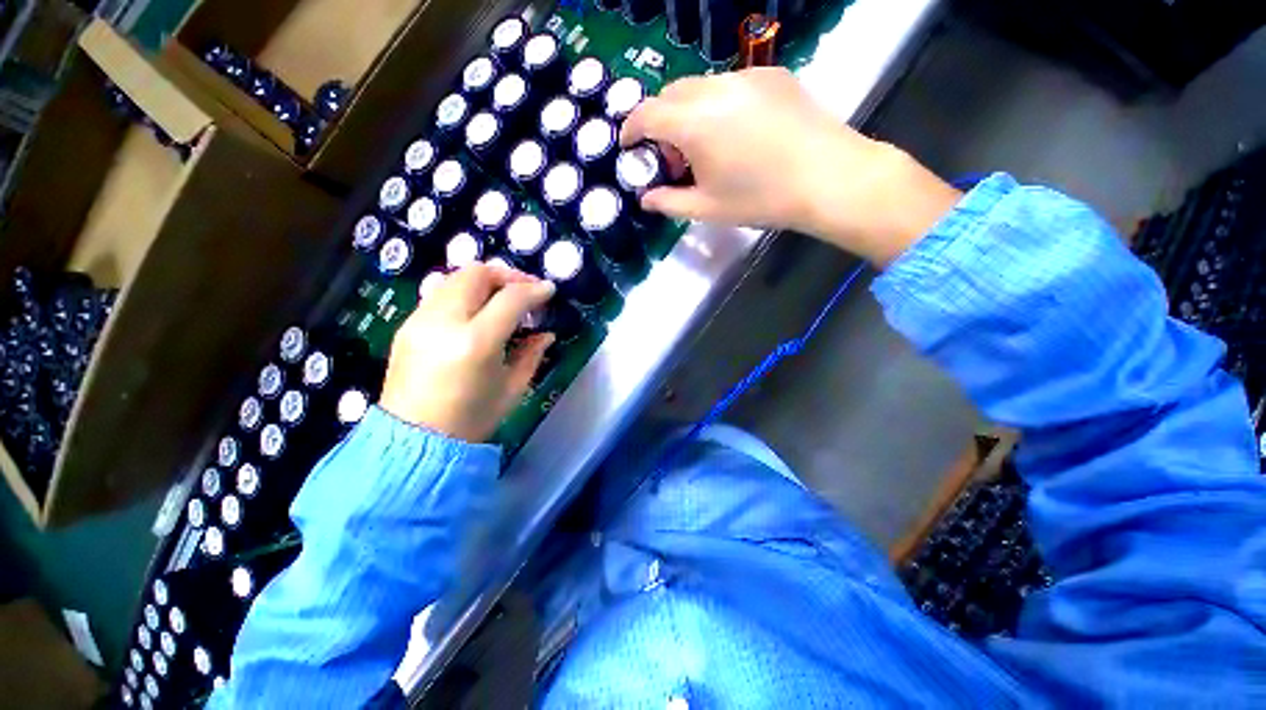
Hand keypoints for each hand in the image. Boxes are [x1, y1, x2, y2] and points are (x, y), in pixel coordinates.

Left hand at [379, 264, 554, 441]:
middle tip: (526, 289)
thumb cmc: (472, 419)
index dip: (535, 290)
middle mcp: (444, 322)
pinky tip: (477, 311)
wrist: (415, 440)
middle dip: (508, 274)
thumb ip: (532, 354)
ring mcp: (420, 320)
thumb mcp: (513, 388)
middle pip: (477, 274)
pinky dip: (464, 292)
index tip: (549, 290)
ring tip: (502, 297)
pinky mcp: (407, 325)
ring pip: (455, 277)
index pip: (510, 298)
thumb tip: (546, 334)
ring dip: (485, 280)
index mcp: (476, 343)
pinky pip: (439, 293)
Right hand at [621, 67, 961, 266]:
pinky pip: (730, 84)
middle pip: (670, 94)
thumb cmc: (761, 199)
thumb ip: (669, 202)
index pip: (646, 114)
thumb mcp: (707, 209)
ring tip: (704, 147)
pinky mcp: (772, 75)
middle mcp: (715, 87)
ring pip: (699, 86)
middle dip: (659, 121)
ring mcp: (746, 76)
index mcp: (694, 122)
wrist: (828, 178)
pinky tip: (735, 133)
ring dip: (688, 112)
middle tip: (670, 155)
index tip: (629, 147)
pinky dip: (717, 105)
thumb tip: (646, 199)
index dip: (630, 129)